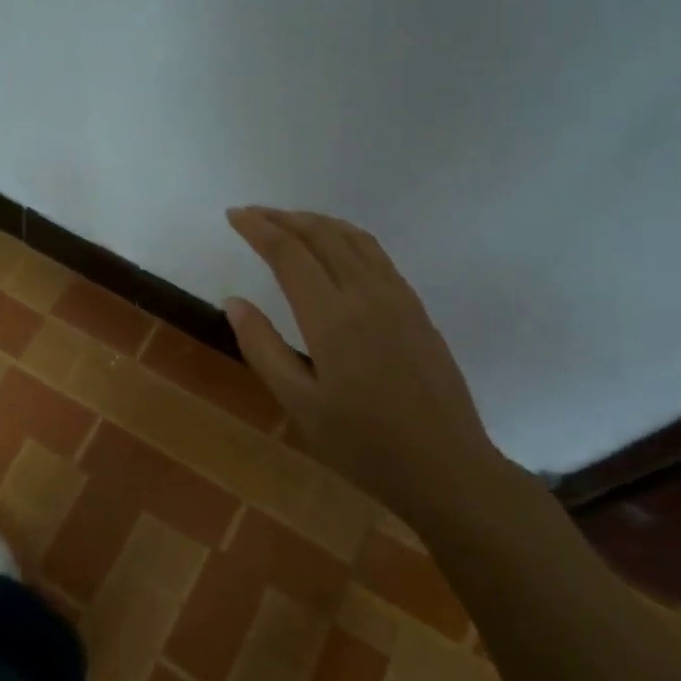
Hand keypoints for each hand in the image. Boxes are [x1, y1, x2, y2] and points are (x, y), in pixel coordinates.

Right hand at [224, 207, 509, 518]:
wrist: (446, 468)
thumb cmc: (363, 444)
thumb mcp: (300, 404)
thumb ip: (263, 348)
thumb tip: (234, 301)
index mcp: (332, 317)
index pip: (288, 253)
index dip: (258, 228)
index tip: (233, 215)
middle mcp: (366, 294)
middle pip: (321, 235)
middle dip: (283, 217)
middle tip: (252, 213)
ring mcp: (398, 298)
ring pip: (353, 238)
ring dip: (316, 221)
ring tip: (288, 221)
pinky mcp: (416, 309)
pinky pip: (377, 254)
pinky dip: (346, 236)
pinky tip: (336, 247)